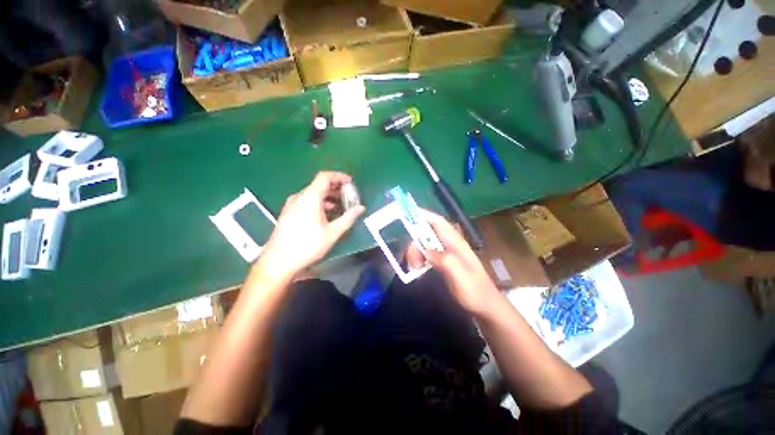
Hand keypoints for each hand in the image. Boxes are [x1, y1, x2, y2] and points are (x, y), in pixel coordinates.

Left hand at [258, 172, 364, 279]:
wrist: (278, 261)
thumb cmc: (307, 245)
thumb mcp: (332, 233)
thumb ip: (348, 218)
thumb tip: (361, 208)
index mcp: (310, 198)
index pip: (325, 177)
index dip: (339, 176)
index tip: (350, 182)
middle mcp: (299, 197)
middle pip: (319, 184)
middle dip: (336, 187)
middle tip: (348, 195)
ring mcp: (292, 205)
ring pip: (313, 193)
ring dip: (328, 196)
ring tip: (340, 205)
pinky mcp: (289, 213)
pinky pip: (306, 201)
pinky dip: (319, 202)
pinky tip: (325, 214)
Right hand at [406, 210, 499, 315]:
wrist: (485, 306)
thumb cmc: (474, 291)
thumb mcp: (460, 276)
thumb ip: (444, 260)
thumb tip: (426, 250)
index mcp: (456, 243)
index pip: (438, 222)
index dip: (423, 215)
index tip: (406, 214)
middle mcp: (450, 244)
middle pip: (427, 233)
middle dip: (415, 243)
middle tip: (412, 261)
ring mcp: (446, 253)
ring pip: (424, 244)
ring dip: (416, 253)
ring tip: (414, 269)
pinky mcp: (443, 261)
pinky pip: (426, 254)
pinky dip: (419, 259)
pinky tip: (417, 270)